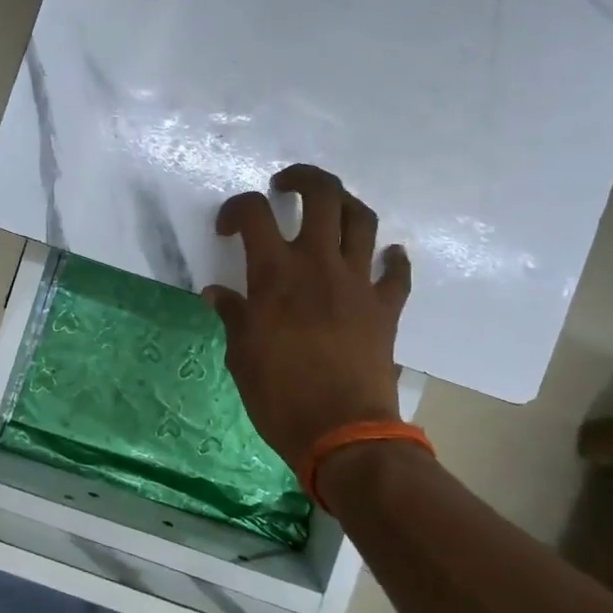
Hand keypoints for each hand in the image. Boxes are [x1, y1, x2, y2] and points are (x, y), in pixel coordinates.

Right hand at [203, 164, 411, 470]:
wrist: (343, 433)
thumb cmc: (280, 395)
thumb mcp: (241, 355)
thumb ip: (232, 315)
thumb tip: (216, 295)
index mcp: (276, 274)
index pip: (253, 214)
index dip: (235, 209)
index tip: (226, 229)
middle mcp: (319, 265)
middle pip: (322, 195)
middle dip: (302, 179)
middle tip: (284, 187)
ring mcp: (358, 283)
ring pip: (362, 220)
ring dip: (345, 205)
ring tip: (329, 211)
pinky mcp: (386, 308)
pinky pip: (396, 273)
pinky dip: (392, 259)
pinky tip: (385, 256)